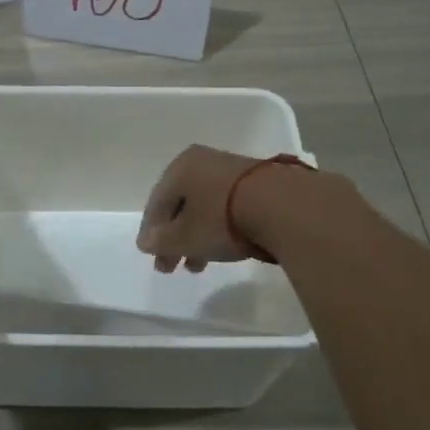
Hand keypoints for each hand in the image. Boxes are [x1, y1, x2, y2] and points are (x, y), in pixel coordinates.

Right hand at [135, 144, 264, 272]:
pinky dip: (218, 228)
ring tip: (197, 266)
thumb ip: (162, 241)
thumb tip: (145, 242)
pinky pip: (226, 207)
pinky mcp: (257, 183)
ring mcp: (232, 171)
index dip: (150, 232)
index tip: (150, 256)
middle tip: (170, 267)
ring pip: (204, 207)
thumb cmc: (222, 218)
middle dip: (174, 238)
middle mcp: (204, 162)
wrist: (283, 207)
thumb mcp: (185, 237)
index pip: (157, 202)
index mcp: (181, 167)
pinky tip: (223, 249)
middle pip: (181, 204)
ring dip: (196, 237)